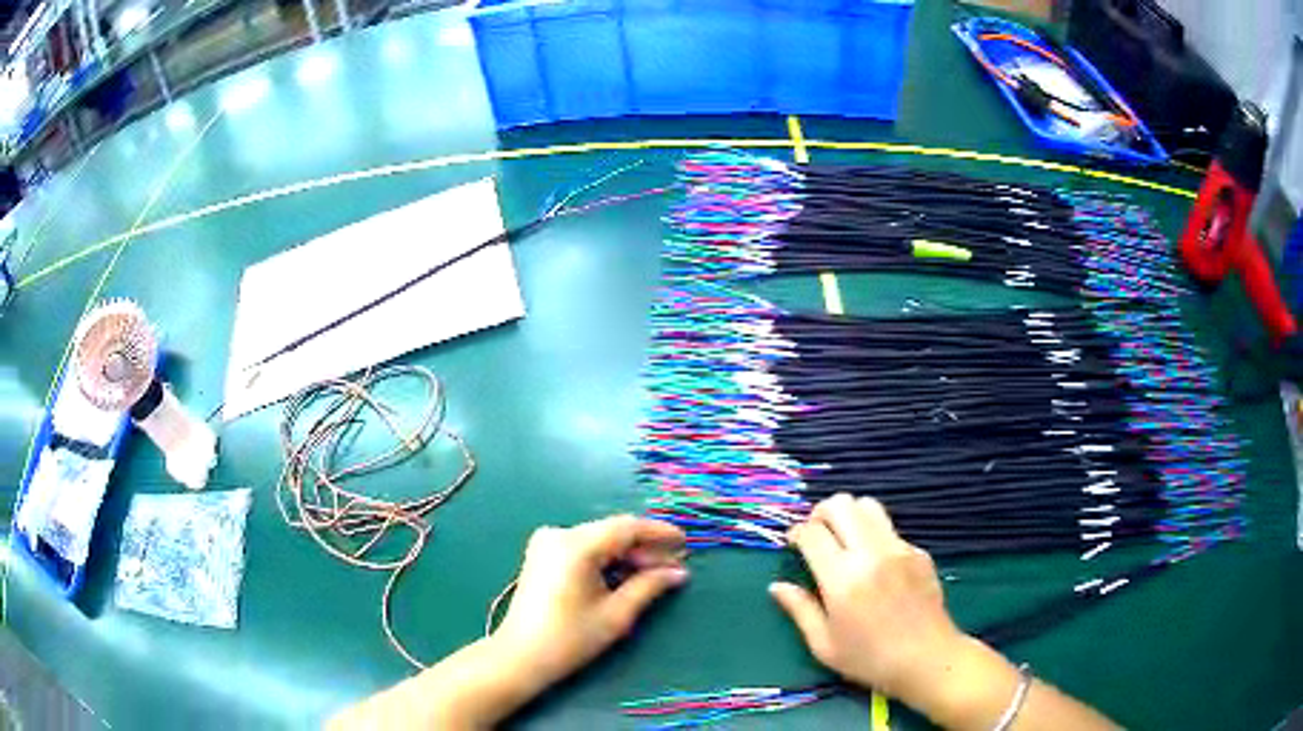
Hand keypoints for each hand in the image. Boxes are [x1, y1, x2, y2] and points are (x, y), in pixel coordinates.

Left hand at [492, 515, 688, 689]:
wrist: (520, 656)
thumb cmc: (570, 638)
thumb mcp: (616, 615)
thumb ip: (649, 586)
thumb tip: (678, 572)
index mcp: (575, 545)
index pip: (627, 527)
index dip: (659, 533)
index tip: (686, 543)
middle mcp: (559, 534)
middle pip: (612, 532)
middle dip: (644, 548)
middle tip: (674, 567)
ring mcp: (546, 542)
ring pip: (599, 540)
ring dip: (627, 555)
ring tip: (654, 574)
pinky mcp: (542, 555)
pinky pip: (583, 548)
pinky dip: (606, 559)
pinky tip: (625, 575)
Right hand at [769, 494, 968, 701]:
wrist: (927, 659)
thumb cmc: (869, 659)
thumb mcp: (824, 645)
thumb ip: (800, 610)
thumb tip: (777, 586)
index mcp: (843, 579)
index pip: (812, 533)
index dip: (796, 533)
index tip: (793, 545)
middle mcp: (872, 554)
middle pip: (842, 504)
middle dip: (821, 513)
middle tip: (817, 536)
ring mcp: (900, 548)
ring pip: (869, 506)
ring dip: (850, 515)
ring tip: (844, 540)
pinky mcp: (919, 551)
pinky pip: (890, 529)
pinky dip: (874, 535)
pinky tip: (874, 565)